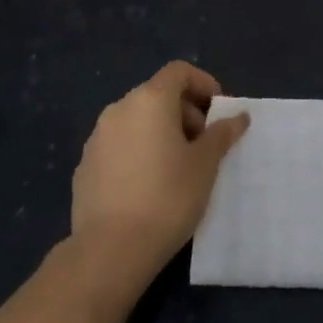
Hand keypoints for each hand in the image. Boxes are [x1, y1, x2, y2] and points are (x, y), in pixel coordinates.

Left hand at [70, 61, 249, 279]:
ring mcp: (96, 138)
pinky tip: (150, 186)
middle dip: (186, 112)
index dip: (204, 84)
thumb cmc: (168, 196)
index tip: (219, 112)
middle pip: (158, 94)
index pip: (179, 71)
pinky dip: (139, 152)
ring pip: (137, 121)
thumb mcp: (206, 164)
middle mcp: (119, 109)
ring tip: (180, 167)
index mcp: (149, 100)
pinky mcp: (85, 167)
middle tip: (205, 144)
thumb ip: (222, 134)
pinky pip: (120, 146)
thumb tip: (238, 116)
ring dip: (162, 132)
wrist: (110, 250)